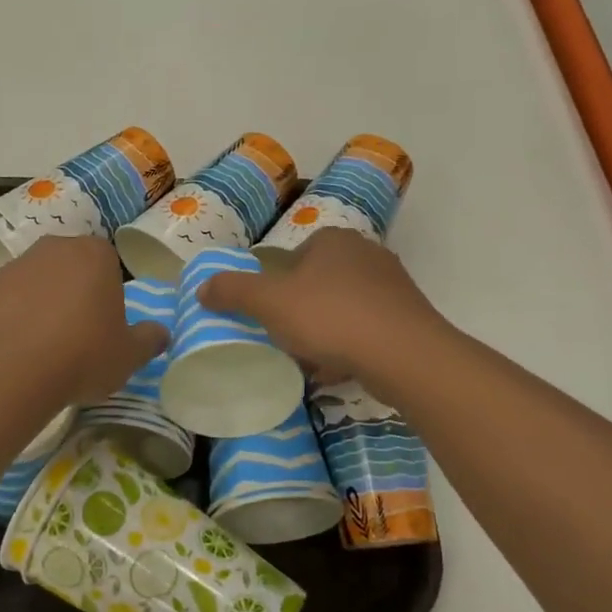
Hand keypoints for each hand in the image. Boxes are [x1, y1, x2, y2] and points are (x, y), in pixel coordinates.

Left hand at [0, 236, 167, 405]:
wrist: (11, 369)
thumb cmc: (83, 354)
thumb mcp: (129, 355)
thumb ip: (149, 340)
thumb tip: (161, 333)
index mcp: (95, 254)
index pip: (109, 261)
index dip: (109, 291)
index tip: (107, 321)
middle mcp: (55, 248)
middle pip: (72, 266)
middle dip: (76, 291)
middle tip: (80, 331)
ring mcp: (17, 265)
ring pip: (40, 280)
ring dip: (45, 302)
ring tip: (48, 343)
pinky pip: (12, 299)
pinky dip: (18, 316)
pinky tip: (21, 348)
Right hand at [198, 230, 445, 394]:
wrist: (404, 355)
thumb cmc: (331, 317)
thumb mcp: (270, 302)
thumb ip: (233, 291)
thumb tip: (202, 287)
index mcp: (332, 240)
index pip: (292, 258)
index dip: (277, 289)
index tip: (271, 318)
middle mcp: (366, 253)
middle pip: (317, 284)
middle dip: (301, 313)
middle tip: (287, 341)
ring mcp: (392, 285)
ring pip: (343, 309)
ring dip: (325, 333)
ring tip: (312, 361)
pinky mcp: (408, 317)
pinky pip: (367, 330)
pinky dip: (350, 347)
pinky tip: (339, 370)